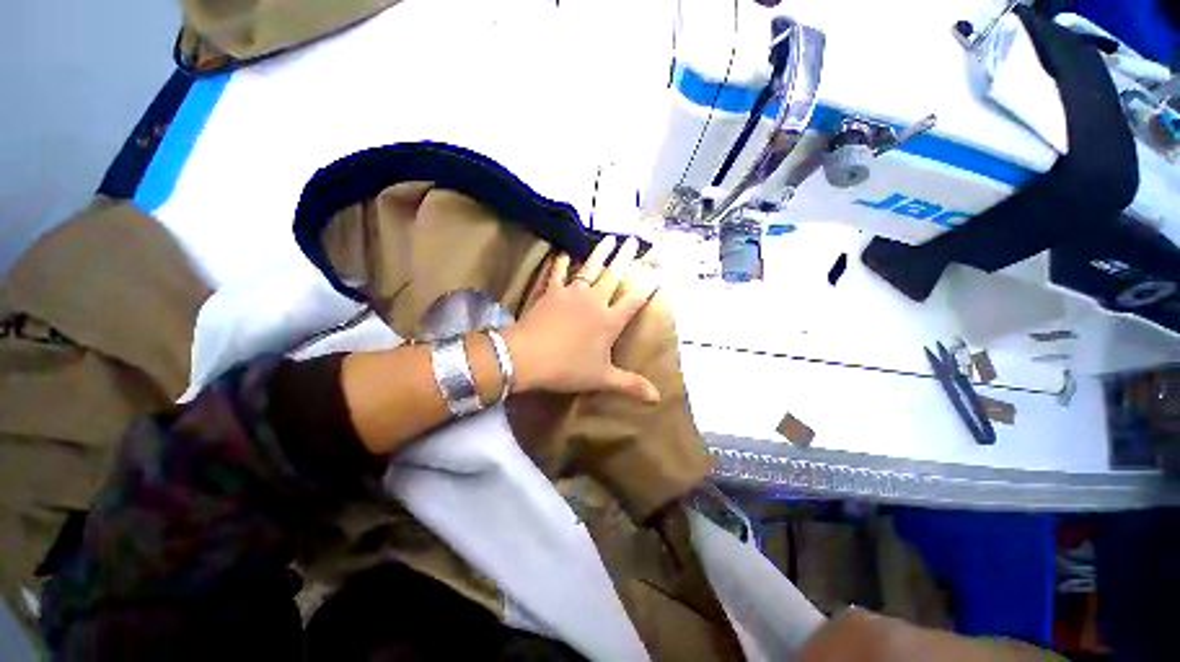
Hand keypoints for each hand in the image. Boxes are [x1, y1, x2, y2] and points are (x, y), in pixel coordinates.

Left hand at [502, 236, 661, 402]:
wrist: (529, 356)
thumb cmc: (568, 368)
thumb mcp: (602, 378)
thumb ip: (630, 385)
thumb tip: (657, 398)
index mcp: (610, 321)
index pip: (635, 300)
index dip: (648, 285)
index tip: (659, 270)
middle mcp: (595, 302)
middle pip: (614, 276)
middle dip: (626, 258)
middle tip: (634, 240)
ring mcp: (572, 294)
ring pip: (590, 268)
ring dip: (600, 252)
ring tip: (609, 237)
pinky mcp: (552, 292)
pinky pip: (558, 273)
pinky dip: (560, 263)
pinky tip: (563, 253)